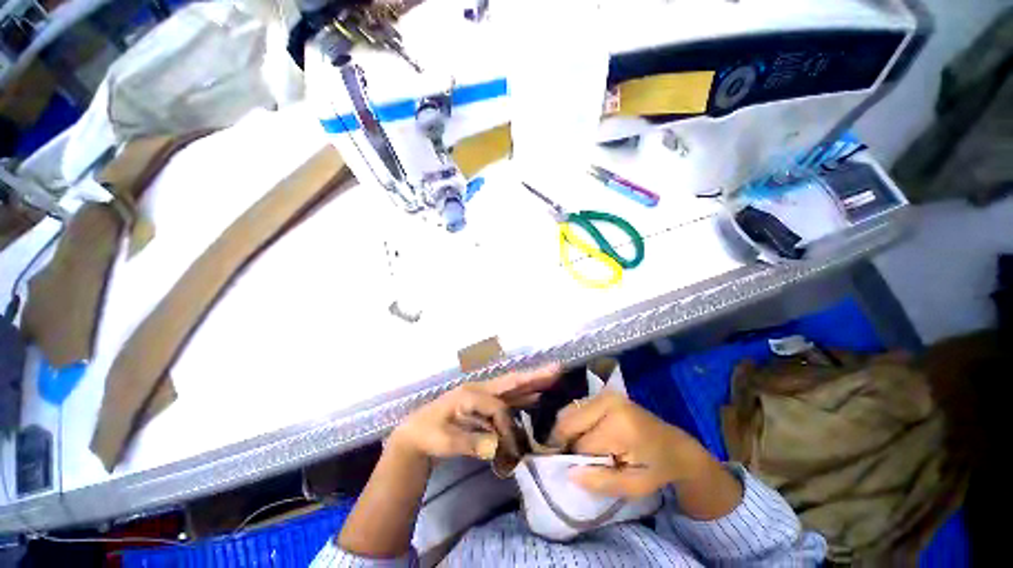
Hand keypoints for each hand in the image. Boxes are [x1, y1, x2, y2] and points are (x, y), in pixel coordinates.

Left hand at [389, 364, 560, 462]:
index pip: (497, 407)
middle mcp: (480, 390)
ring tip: (551, 378)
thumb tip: (496, 447)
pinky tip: (535, 398)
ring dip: (532, 384)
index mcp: (470, 394)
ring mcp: (483, 396)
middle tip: (556, 369)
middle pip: (511, 382)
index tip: (510, 448)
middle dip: (533, 376)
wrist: (417, 433)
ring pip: (512, 388)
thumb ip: (469, 442)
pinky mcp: (485, 405)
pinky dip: (523, 397)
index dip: (506, 426)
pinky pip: (508, 399)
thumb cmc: (428, 435)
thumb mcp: (444, 441)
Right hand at [549, 392, 716, 498]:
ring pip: (568, 412)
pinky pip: (575, 408)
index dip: (579, 461)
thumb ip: (602, 481)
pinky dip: (574, 423)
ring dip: (568, 432)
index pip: (581, 444)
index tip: (586, 471)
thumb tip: (569, 473)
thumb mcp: (635, 486)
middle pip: (568, 421)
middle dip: (565, 441)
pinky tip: (585, 436)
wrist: (676, 446)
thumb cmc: (657, 469)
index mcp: (618, 424)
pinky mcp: (602, 393)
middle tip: (574, 459)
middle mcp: (607, 401)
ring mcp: (604, 394)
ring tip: (581, 448)